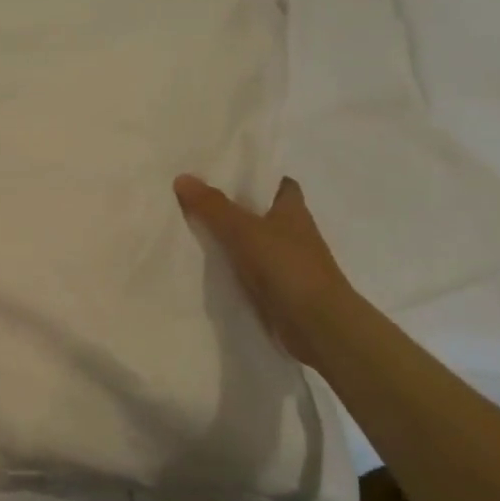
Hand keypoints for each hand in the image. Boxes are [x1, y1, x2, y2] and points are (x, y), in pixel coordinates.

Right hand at [174, 174, 351, 367]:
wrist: (317, 325)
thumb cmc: (287, 267)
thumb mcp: (244, 230)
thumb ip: (212, 206)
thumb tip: (182, 177)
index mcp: (293, 210)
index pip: (278, 184)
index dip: (256, 177)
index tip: (224, 175)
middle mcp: (293, 233)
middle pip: (261, 212)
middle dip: (234, 207)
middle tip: (194, 199)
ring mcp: (287, 263)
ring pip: (253, 242)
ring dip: (230, 239)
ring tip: (189, 230)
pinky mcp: (278, 290)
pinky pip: (248, 271)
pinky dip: (231, 268)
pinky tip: (204, 267)